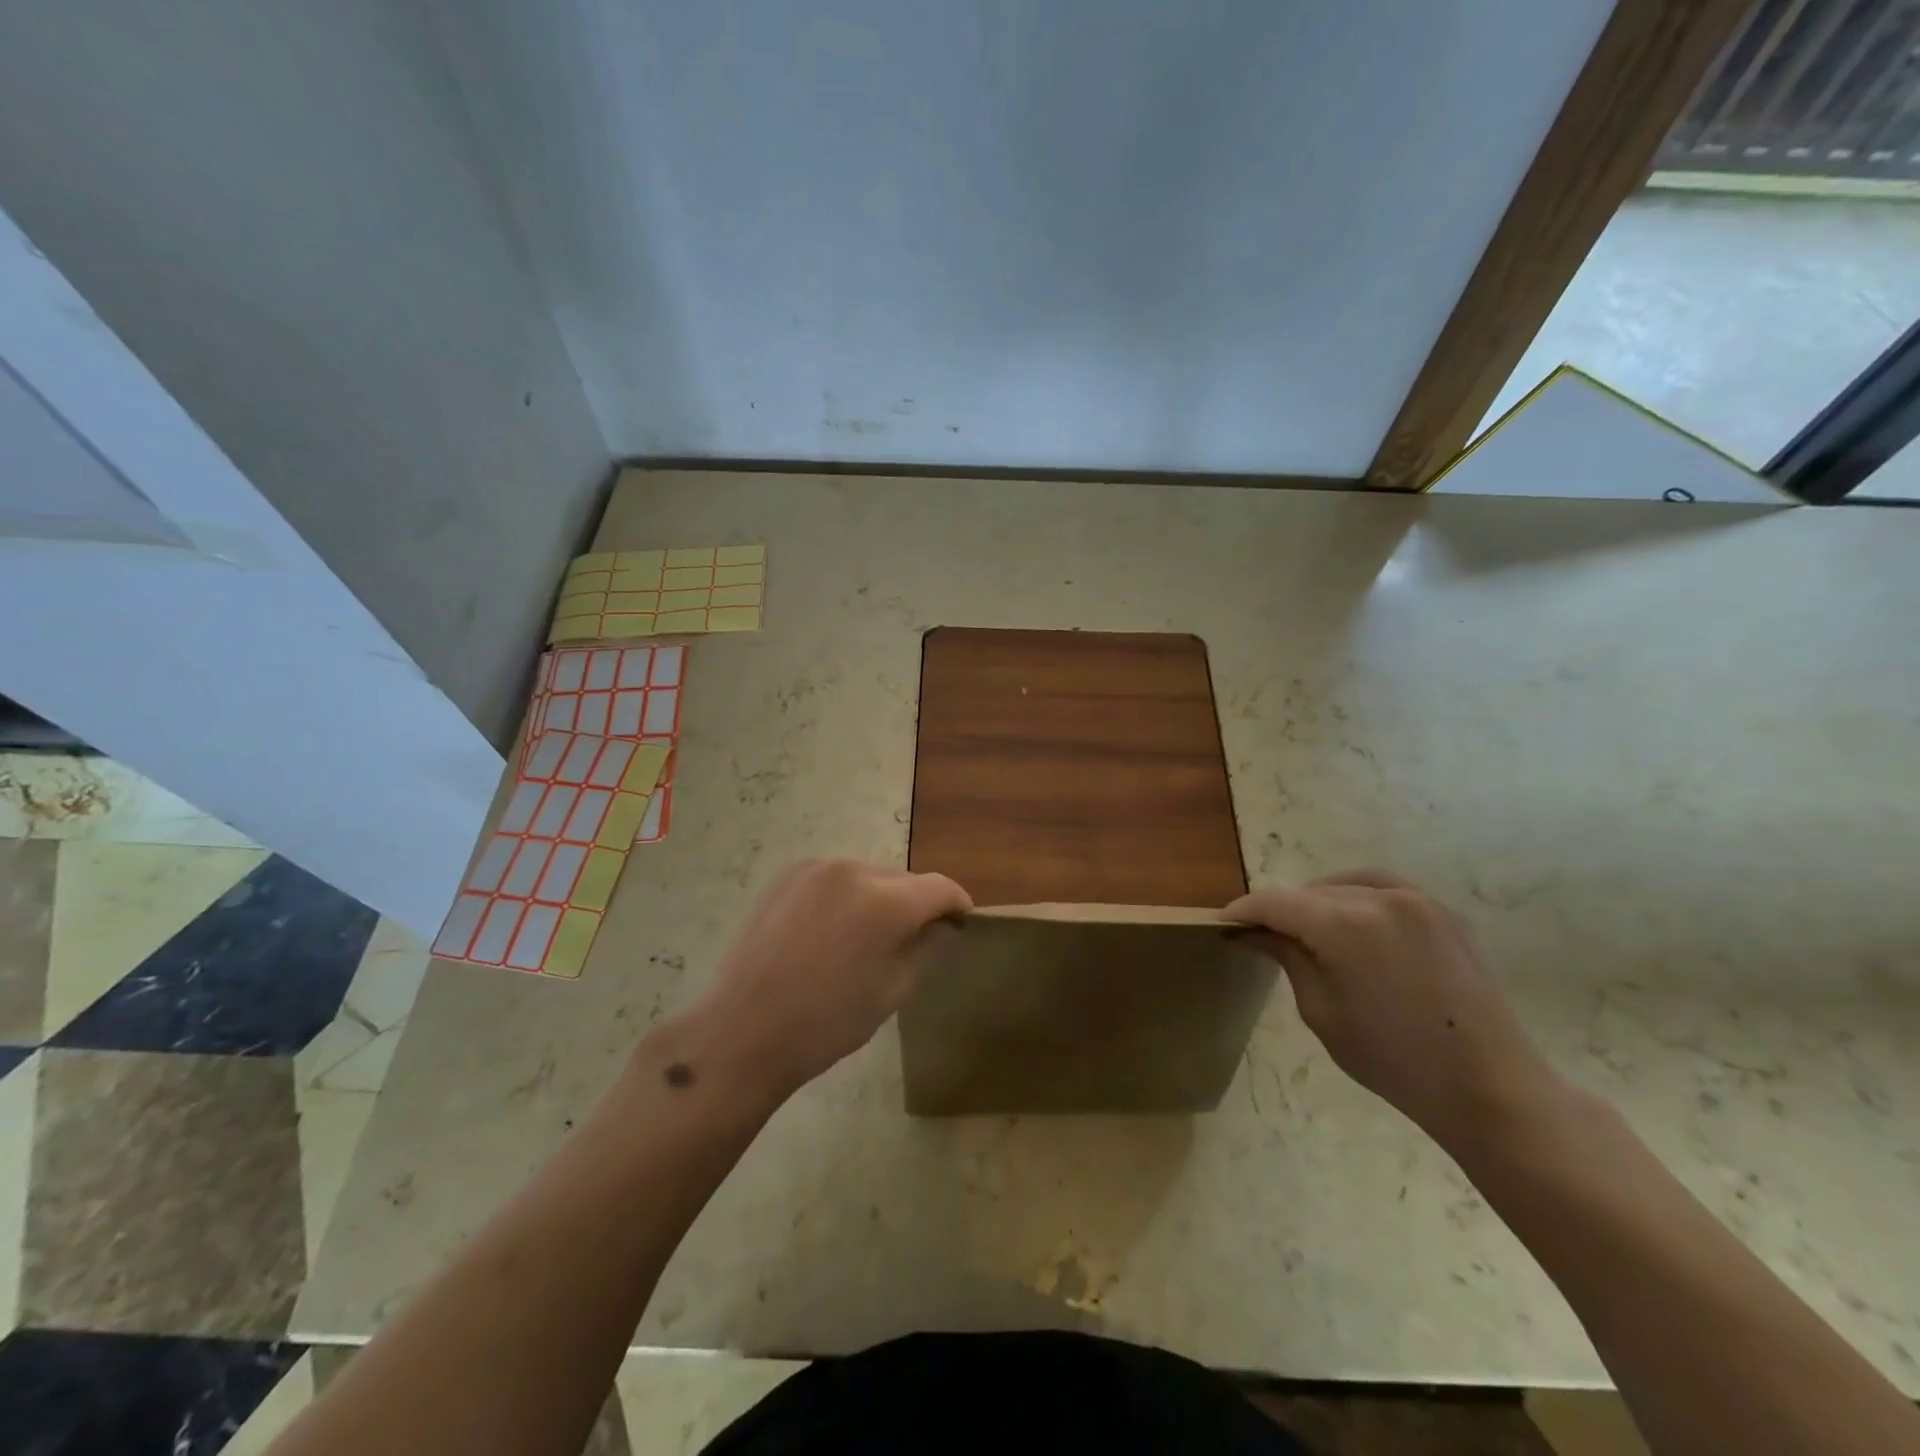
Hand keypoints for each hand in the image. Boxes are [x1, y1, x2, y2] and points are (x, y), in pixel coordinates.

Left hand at [689, 859, 970, 1102]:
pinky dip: (844, 896)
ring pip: (867, 876)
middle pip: (902, 879)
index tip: (962, 921)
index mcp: (885, 902)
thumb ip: (925, 948)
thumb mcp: (891, 992)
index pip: (939, 887)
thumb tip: (942, 925)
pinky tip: (831, 931)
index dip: (957, 903)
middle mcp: (853, 870)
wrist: (742, 1031)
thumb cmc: (826, 1023)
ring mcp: (815, 869)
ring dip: (879, 898)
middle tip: (915, 937)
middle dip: (916, 902)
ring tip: (866, 937)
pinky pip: (834, 878)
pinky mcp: (787, 875)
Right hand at [1225, 870, 1563, 1148]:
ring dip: (1320, 901)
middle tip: (1265, 937)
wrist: (1491, 1089)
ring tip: (1309, 930)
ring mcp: (1418, 900)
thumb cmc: (1394, 1060)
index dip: (1245, 911)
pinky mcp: (1444, 913)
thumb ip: (1287, 957)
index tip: (1224, 924)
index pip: (1276, 902)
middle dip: (1283, 910)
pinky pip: (1385, 889)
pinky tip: (1354, 926)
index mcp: (1344, 924)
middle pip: (1311, 892)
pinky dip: (1359, 898)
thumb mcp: (1321, 1012)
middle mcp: (1379, 897)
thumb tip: (1255, 931)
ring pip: (1347, 884)